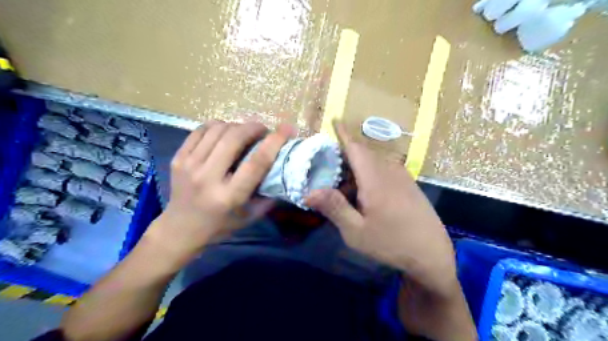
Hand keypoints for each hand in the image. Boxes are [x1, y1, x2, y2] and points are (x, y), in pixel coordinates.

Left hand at [144, 121, 290, 264]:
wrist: (180, 229)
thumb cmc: (220, 225)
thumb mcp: (250, 217)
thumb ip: (269, 196)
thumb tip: (284, 172)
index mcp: (229, 196)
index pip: (256, 163)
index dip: (274, 142)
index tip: (287, 129)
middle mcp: (207, 178)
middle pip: (234, 139)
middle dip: (253, 127)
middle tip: (262, 130)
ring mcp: (189, 165)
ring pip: (217, 130)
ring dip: (236, 126)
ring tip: (244, 132)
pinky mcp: (178, 158)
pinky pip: (200, 130)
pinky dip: (216, 126)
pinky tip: (224, 132)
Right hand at [310, 123, 456, 294]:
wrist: (432, 254)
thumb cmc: (391, 243)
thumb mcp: (356, 231)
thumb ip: (334, 208)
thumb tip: (308, 192)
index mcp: (375, 179)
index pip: (355, 148)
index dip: (343, 133)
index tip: (334, 119)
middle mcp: (389, 171)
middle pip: (363, 154)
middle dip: (344, 156)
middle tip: (328, 168)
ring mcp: (402, 177)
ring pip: (373, 163)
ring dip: (356, 169)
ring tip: (344, 186)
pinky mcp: (408, 184)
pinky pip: (384, 170)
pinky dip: (368, 175)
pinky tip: (364, 194)